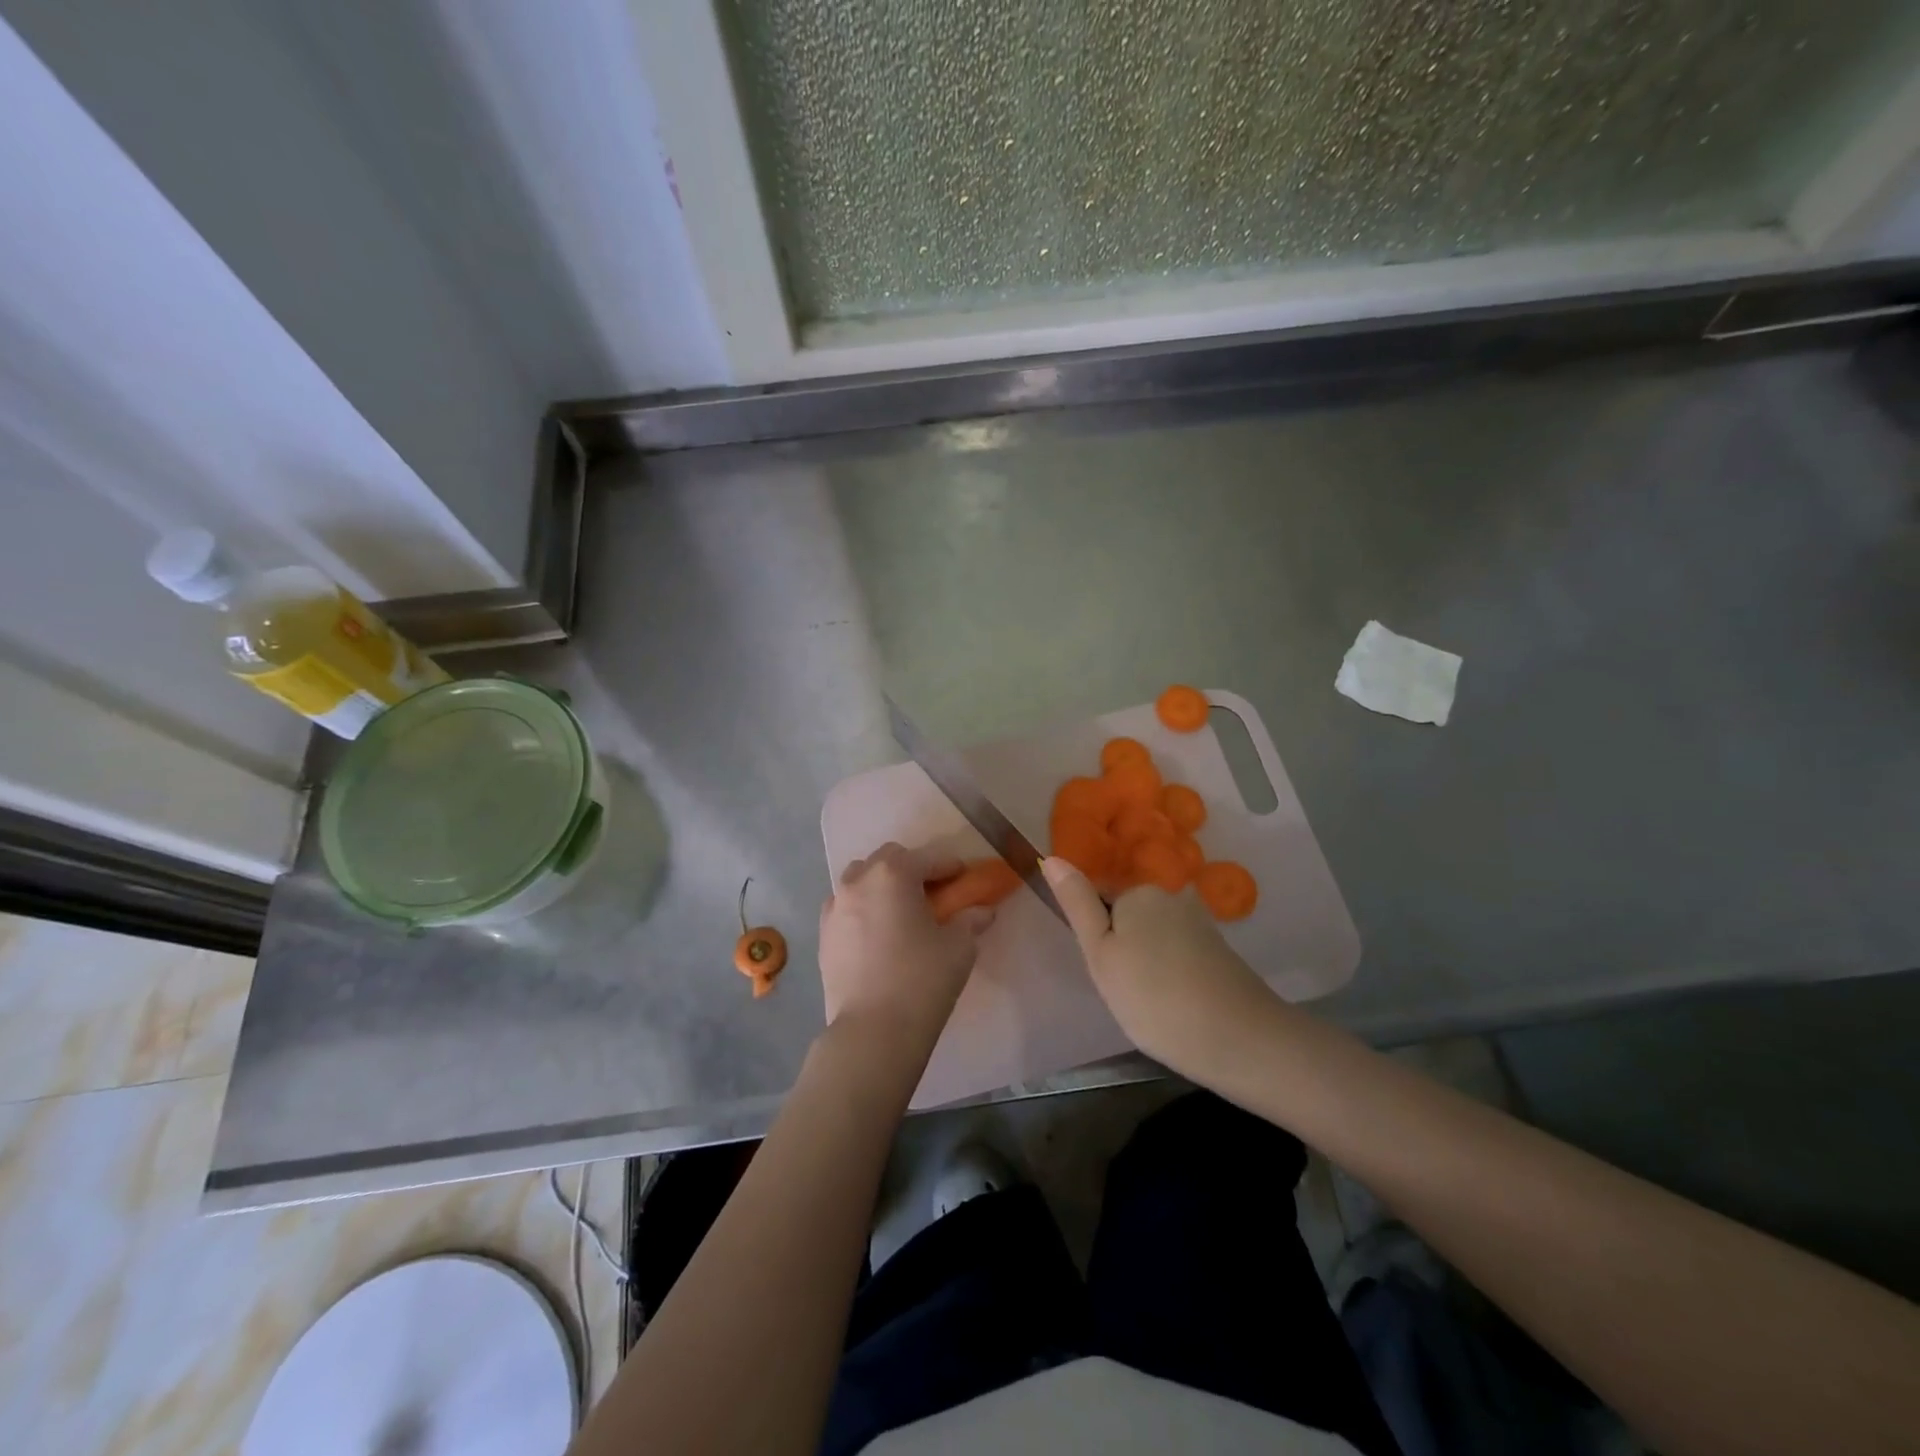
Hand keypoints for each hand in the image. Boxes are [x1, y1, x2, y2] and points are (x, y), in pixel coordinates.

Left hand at [819, 843, 994, 1052]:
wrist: (873, 1031)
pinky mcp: (823, 935)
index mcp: (893, 875)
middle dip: (911, 869)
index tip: (963, 877)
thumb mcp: (959, 947)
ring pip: (860, 880)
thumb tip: (982, 911)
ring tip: (900, 912)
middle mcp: (858, 881)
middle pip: (887, 859)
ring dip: (882, 885)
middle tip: (932, 893)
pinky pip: (845, 908)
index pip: (927, 858)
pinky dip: (862, 909)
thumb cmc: (922, 980)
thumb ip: (970, 921)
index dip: (949, 866)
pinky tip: (877, 934)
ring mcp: (835, 908)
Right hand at [1042, 856, 1281, 1077]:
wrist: (1239, 1039)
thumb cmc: (1153, 996)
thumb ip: (1077, 904)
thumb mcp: (1100, 952)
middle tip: (1124, 990)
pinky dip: (1171, 975)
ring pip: (1153, 938)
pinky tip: (1176, 1004)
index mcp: (1139, 890)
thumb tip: (1051, 857)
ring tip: (1151, 1003)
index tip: (1107, 971)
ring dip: (1147, 964)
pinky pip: (1178, 954)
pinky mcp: (1218, 949)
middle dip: (1122, 948)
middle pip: (1128, 917)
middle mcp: (1172, 895)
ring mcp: (1199, 922)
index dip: (1096, 937)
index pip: (1099, 898)